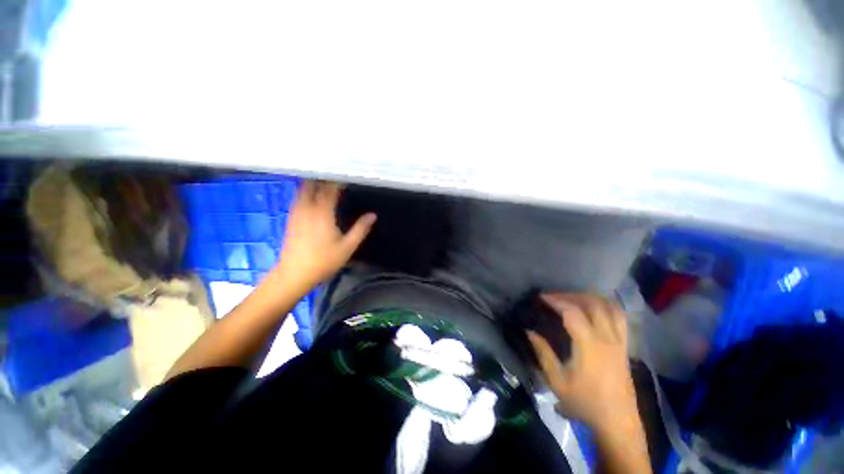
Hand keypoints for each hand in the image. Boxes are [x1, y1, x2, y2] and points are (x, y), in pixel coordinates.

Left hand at [274, 180, 375, 288]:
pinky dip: (306, 191)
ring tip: (325, 180)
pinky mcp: (291, 218)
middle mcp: (307, 208)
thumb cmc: (323, 261)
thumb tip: (373, 215)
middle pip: (312, 184)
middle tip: (335, 174)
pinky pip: (298, 198)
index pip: (330, 189)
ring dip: (313, 182)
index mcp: (322, 213)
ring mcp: (296, 212)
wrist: (294, 274)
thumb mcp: (347, 247)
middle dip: (323, 177)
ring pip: (302, 189)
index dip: (338, 180)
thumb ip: (360, 229)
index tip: (347, 175)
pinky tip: (312, 195)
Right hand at [527, 293, 637, 430]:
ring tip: (573, 298)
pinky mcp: (625, 347)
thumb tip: (529, 331)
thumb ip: (543, 353)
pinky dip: (606, 306)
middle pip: (593, 304)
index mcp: (590, 346)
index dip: (556, 301)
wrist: (617, 423)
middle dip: (571, 295)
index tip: (541, 297)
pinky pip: (620, 318)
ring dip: (591, 298)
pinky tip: (594, 309)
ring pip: (610, 308)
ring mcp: (620, 342)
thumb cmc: (585, 402)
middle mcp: (607, 339)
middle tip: (554, 297)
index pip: (573, 312)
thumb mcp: (557, 381)